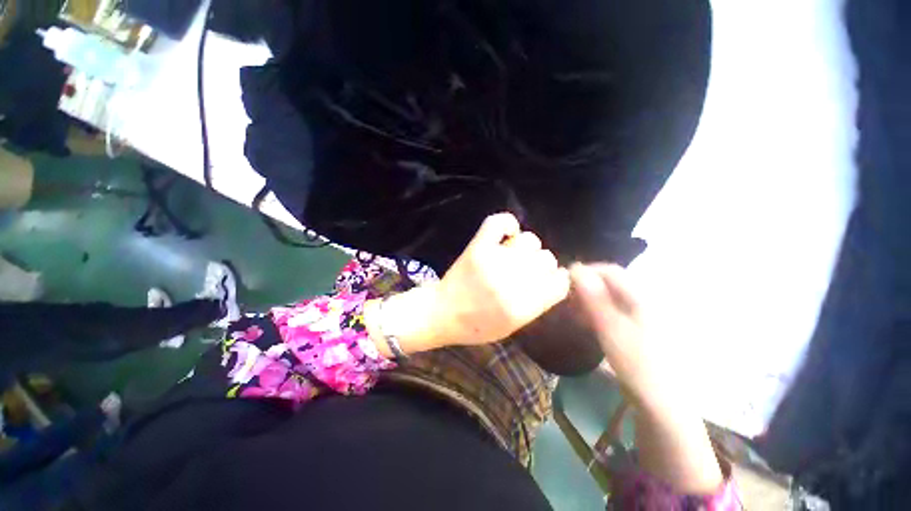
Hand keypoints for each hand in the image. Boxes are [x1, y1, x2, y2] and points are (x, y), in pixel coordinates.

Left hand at [431, 213, 570, 345]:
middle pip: (547, 259)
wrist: (442, 313)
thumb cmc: (476, 326)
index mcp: (523, 307)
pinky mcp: (478, 247)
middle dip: (541, 265)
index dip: (557, 279)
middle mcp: (512, 282)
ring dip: (526, 247)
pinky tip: (507, 234)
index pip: (559, 283)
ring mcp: (494, 261)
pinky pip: (499, 222)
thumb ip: (536, 305)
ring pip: (530, 240)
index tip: (549, 279)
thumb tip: (553, 278)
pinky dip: (507, 223)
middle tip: (526, 269)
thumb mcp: (513, 327)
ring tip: (514, 254)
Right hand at [571, 263, 725, 494]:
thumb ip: (594, 299)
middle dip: (584, 286)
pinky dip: (594, 313)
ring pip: (608, 298)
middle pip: (609, 284)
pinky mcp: (633, 332)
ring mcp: (639, 318)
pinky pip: (610, 313)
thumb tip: (575, 269)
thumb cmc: (638, 364)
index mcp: (641, 299)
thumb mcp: (612, 330)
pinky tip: (583, 322)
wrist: (661, 405)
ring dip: (586, 300)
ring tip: (569, 309)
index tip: (564, 279)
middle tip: (564, 296)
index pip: (611, 271)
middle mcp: (642, 303)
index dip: (586, 271)